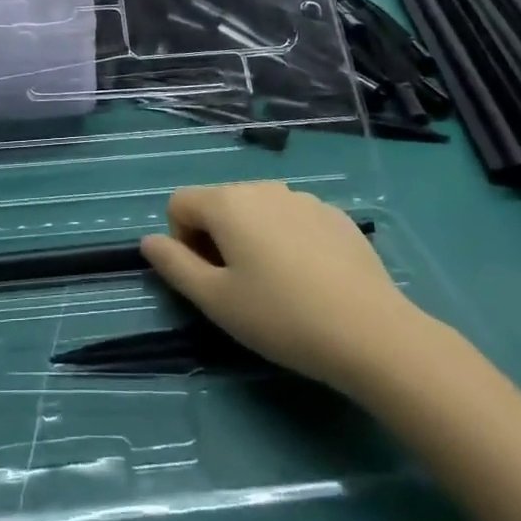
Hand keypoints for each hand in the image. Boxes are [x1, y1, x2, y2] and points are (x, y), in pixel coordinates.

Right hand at [140, 182, 414, 391]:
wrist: (372, 332)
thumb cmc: (281, 317)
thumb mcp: (216, 301)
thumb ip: (174, 265)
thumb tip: (149, 240)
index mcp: (227, 202)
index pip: (179, 203)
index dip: (181, 241)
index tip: (208, 280)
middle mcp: (262, 187)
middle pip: (219, 205)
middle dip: (217, 240)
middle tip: (241, 289)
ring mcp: (302, 198)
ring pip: (257, 211)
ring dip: (253, 239)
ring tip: (278, 286)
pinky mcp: (334, 215)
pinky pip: (293, 220)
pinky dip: (288, 241)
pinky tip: (313, 281)